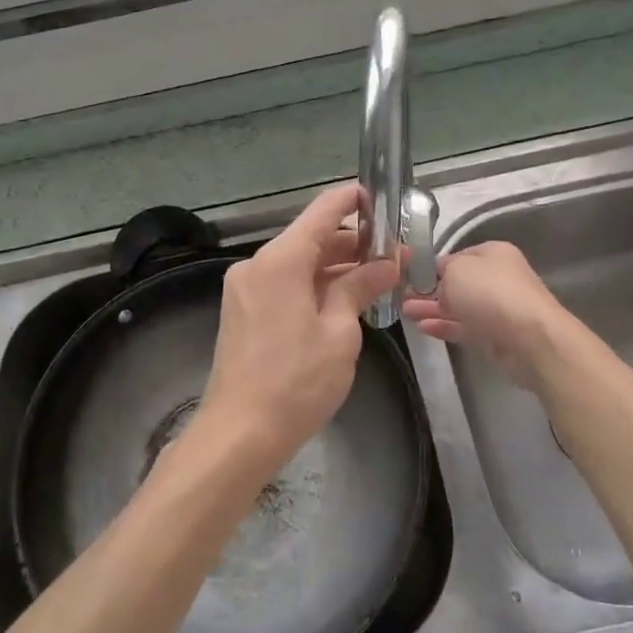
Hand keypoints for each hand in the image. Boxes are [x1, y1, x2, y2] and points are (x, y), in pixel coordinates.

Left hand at [197, 184, 398, 468]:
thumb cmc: (296, 382)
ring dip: (334, 266)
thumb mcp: (339, 332)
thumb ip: (360, 288)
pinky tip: (342, 299)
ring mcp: (244, 289)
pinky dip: (312, 285)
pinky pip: (282, 284)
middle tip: (394, 253)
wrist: (239, 433)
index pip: (322, 212)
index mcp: (280, 260)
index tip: (382, 199)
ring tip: (377, 277)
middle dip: (352, 242)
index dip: (352, 200)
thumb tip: (387, 263)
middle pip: (309, 238)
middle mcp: (256, 265)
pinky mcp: (242, 311)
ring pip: (297, 263)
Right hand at [403, 240, 568, 389]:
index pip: (455, 257)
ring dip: (432, 309)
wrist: (529, 337)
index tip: (408, 278)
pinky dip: (444, 326)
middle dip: (429, 291)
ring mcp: (497, 308)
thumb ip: (440, 272)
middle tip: (402, 298)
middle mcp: (497, 277)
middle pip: (457, 283)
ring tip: (406, 313)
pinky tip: (423, 328)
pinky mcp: (495, 335)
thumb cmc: (490, 292)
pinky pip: (464, 327)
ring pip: (458, 307)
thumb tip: (437, 282)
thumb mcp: (456, 270)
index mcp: (493, 253)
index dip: (431, 267)